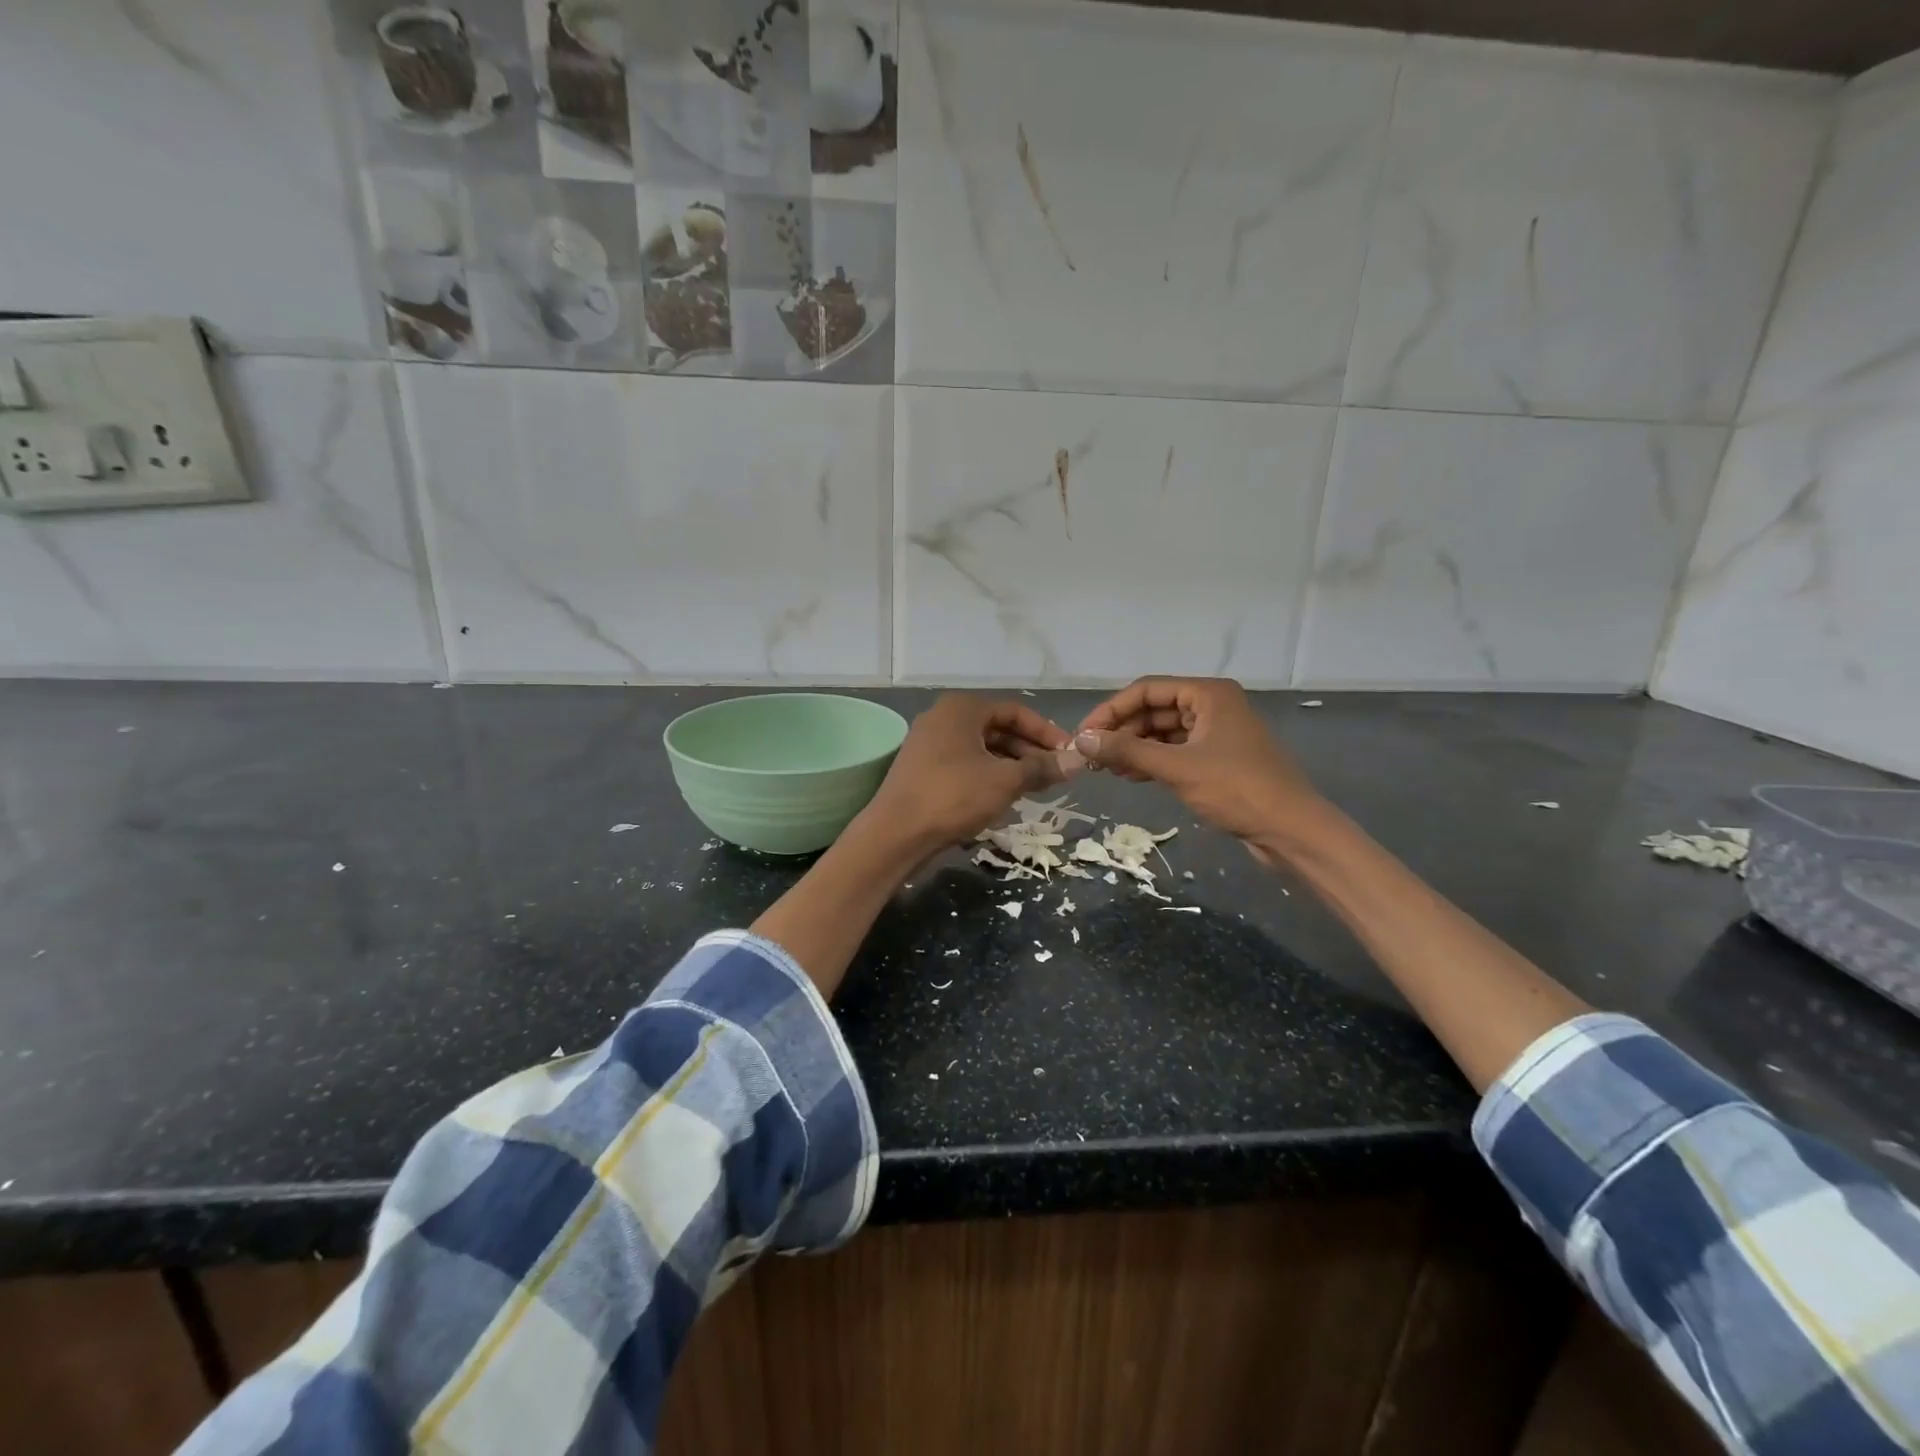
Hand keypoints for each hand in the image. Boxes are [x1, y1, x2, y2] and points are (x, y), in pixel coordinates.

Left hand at [864, 693, 1076, 850]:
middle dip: (1029, 750)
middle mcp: (943, 717)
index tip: (1068, 754)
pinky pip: (964, 763)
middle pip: (997, 728)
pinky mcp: (922, 768)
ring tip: (1035, 787)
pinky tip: (1004, 796)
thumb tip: (1077, 761)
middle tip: (1055, 773)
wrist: (895, 834)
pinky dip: (988, 774)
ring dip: (1011, 764)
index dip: (1046, 732)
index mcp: (962, 709)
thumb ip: (1041, 768)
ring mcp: (928, 743)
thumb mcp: (1004, 781)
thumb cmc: (953, 797)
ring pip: (981, 748)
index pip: (1015, 711)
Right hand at [1074, 677, 1324, 852]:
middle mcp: (1212, 705)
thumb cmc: (1237, 789)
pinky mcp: (1217, 758)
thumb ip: (1127, 750)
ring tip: (1106, 769)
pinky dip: (1151, 761)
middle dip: (1121, 731)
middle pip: (1153, 709)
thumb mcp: (1177, 768)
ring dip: (1134, 747)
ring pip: (1162, 732)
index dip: (1111, 710)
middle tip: (1091, 756)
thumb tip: (1081, 740)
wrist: (1292, 830)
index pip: (1146, 690)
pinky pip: (1175, 751)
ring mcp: (1216, 732)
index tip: (1084, 735)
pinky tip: (1131, 776)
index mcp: (1208, 694)